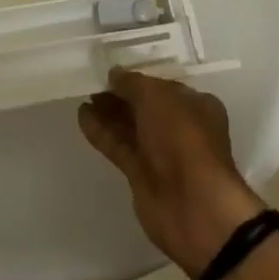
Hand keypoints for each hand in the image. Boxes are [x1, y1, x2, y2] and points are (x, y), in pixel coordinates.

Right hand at [79, 69, 266, 278]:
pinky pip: (119, 146)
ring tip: (83, 98)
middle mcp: (180, 127)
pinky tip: (82, 117)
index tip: (112, 73)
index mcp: (195, 105)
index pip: (162, 86)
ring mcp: (161, 153)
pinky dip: (102, 132)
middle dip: (120, 96)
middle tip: (93, 85)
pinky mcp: (142, 175)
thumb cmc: (182, 138)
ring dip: (108, 113)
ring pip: (130, 127)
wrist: (193, 206)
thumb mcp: (156, 97)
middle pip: (145, 107)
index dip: (138, 79)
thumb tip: (114, 74)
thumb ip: (132, 83)